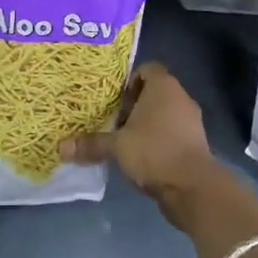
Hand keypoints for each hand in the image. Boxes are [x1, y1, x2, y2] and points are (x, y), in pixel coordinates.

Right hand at [60, 63, 220, 214]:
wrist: (194, 188)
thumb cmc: (154, 151)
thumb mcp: (117, 146)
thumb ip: (91, 144)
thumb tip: (61, 147)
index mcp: (164, 86)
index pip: (147, 69)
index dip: (129, 80)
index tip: (114, 99)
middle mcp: (180, 98)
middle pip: (153, 93)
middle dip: (133, 105)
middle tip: (112, 120)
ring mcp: (191, 122)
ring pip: (163, 114)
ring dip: (145, 125)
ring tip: (123, 140)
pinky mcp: (195, 144)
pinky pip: (172, 133)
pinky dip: (157, 141)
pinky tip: (140, 157)